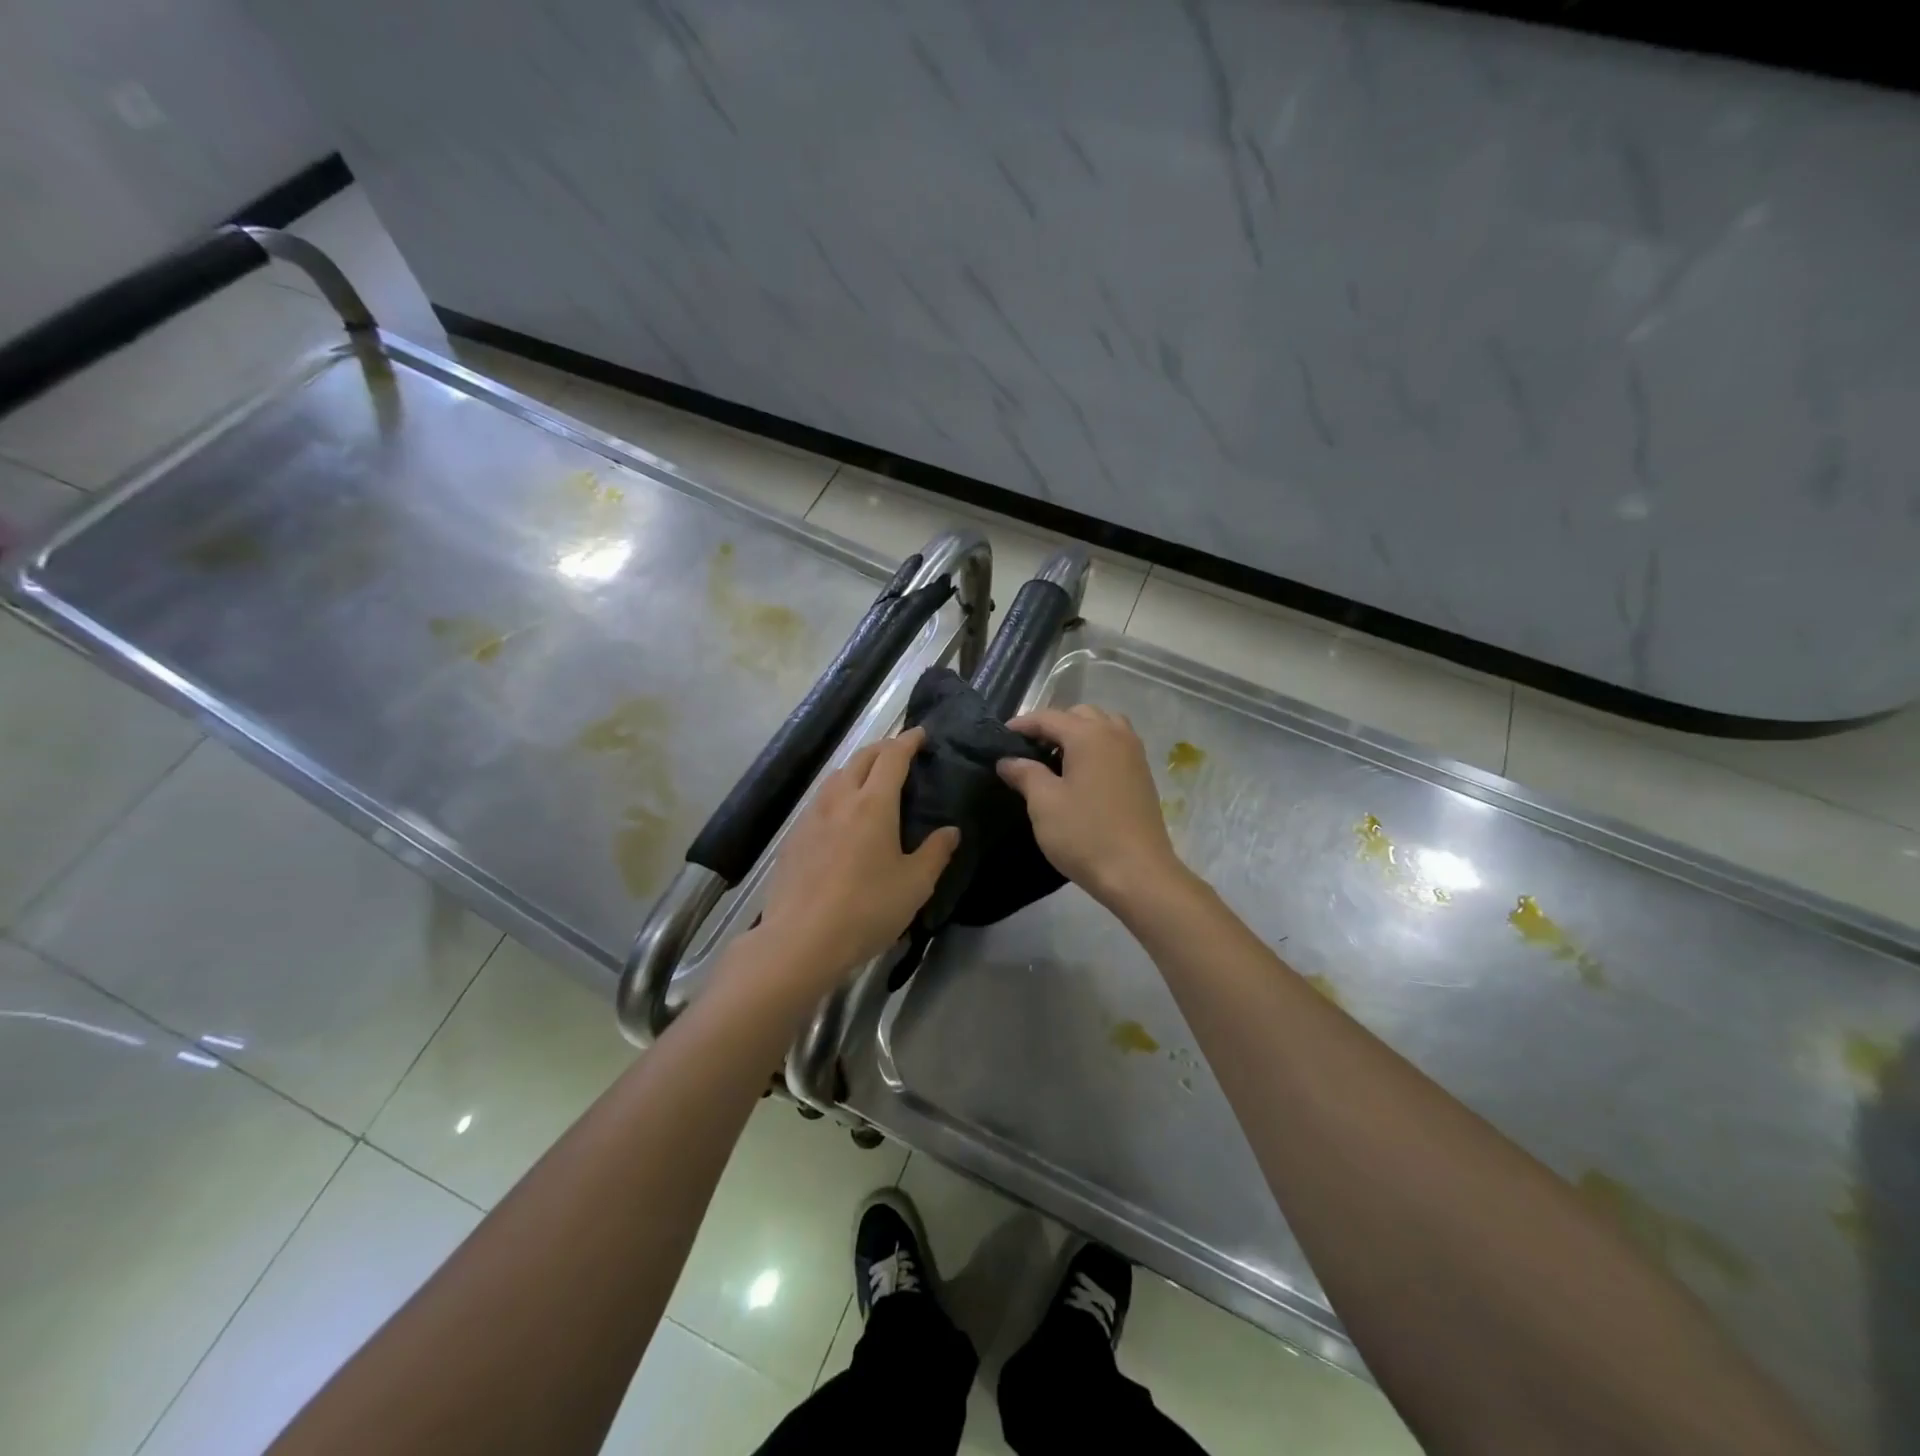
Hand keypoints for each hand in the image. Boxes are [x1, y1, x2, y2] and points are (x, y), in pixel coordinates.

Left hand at [754, 728, 958, 993]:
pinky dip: (838, 792)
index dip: (908, 741)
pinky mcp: (794, 837)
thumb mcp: (915, 885)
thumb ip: (936, 852)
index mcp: (874, 804)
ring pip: (837, 776)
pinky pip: (820, 800)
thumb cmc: (867, 909)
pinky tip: (842, 814)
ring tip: (872, 778)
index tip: (921, 734)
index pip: (892, 757)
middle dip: (883, 748)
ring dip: (857, 767)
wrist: (801, 940)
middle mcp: (840, 800)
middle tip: (901, 752)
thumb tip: (950, 830)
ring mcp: (812, 816)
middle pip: (861, 758)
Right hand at [997, 705, 1184, 908]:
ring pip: (1103, 726)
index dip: (1022, 725)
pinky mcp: (1142, 774)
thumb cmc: (1085, 835)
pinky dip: (1096, 747)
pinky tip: (1081, 774)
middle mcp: (1115, 735)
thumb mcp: (1044, 804)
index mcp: (1089, 735)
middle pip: (1079, 715)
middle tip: (1028, 749)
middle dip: (1052, 725)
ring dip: (1078, 733)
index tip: (1000, 738)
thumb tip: (1008, 760)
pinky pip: (1115, 745)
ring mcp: (1134, 754)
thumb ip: (1025, 774)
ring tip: (1057, 758)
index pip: (1049, 717)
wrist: (1138, 873)